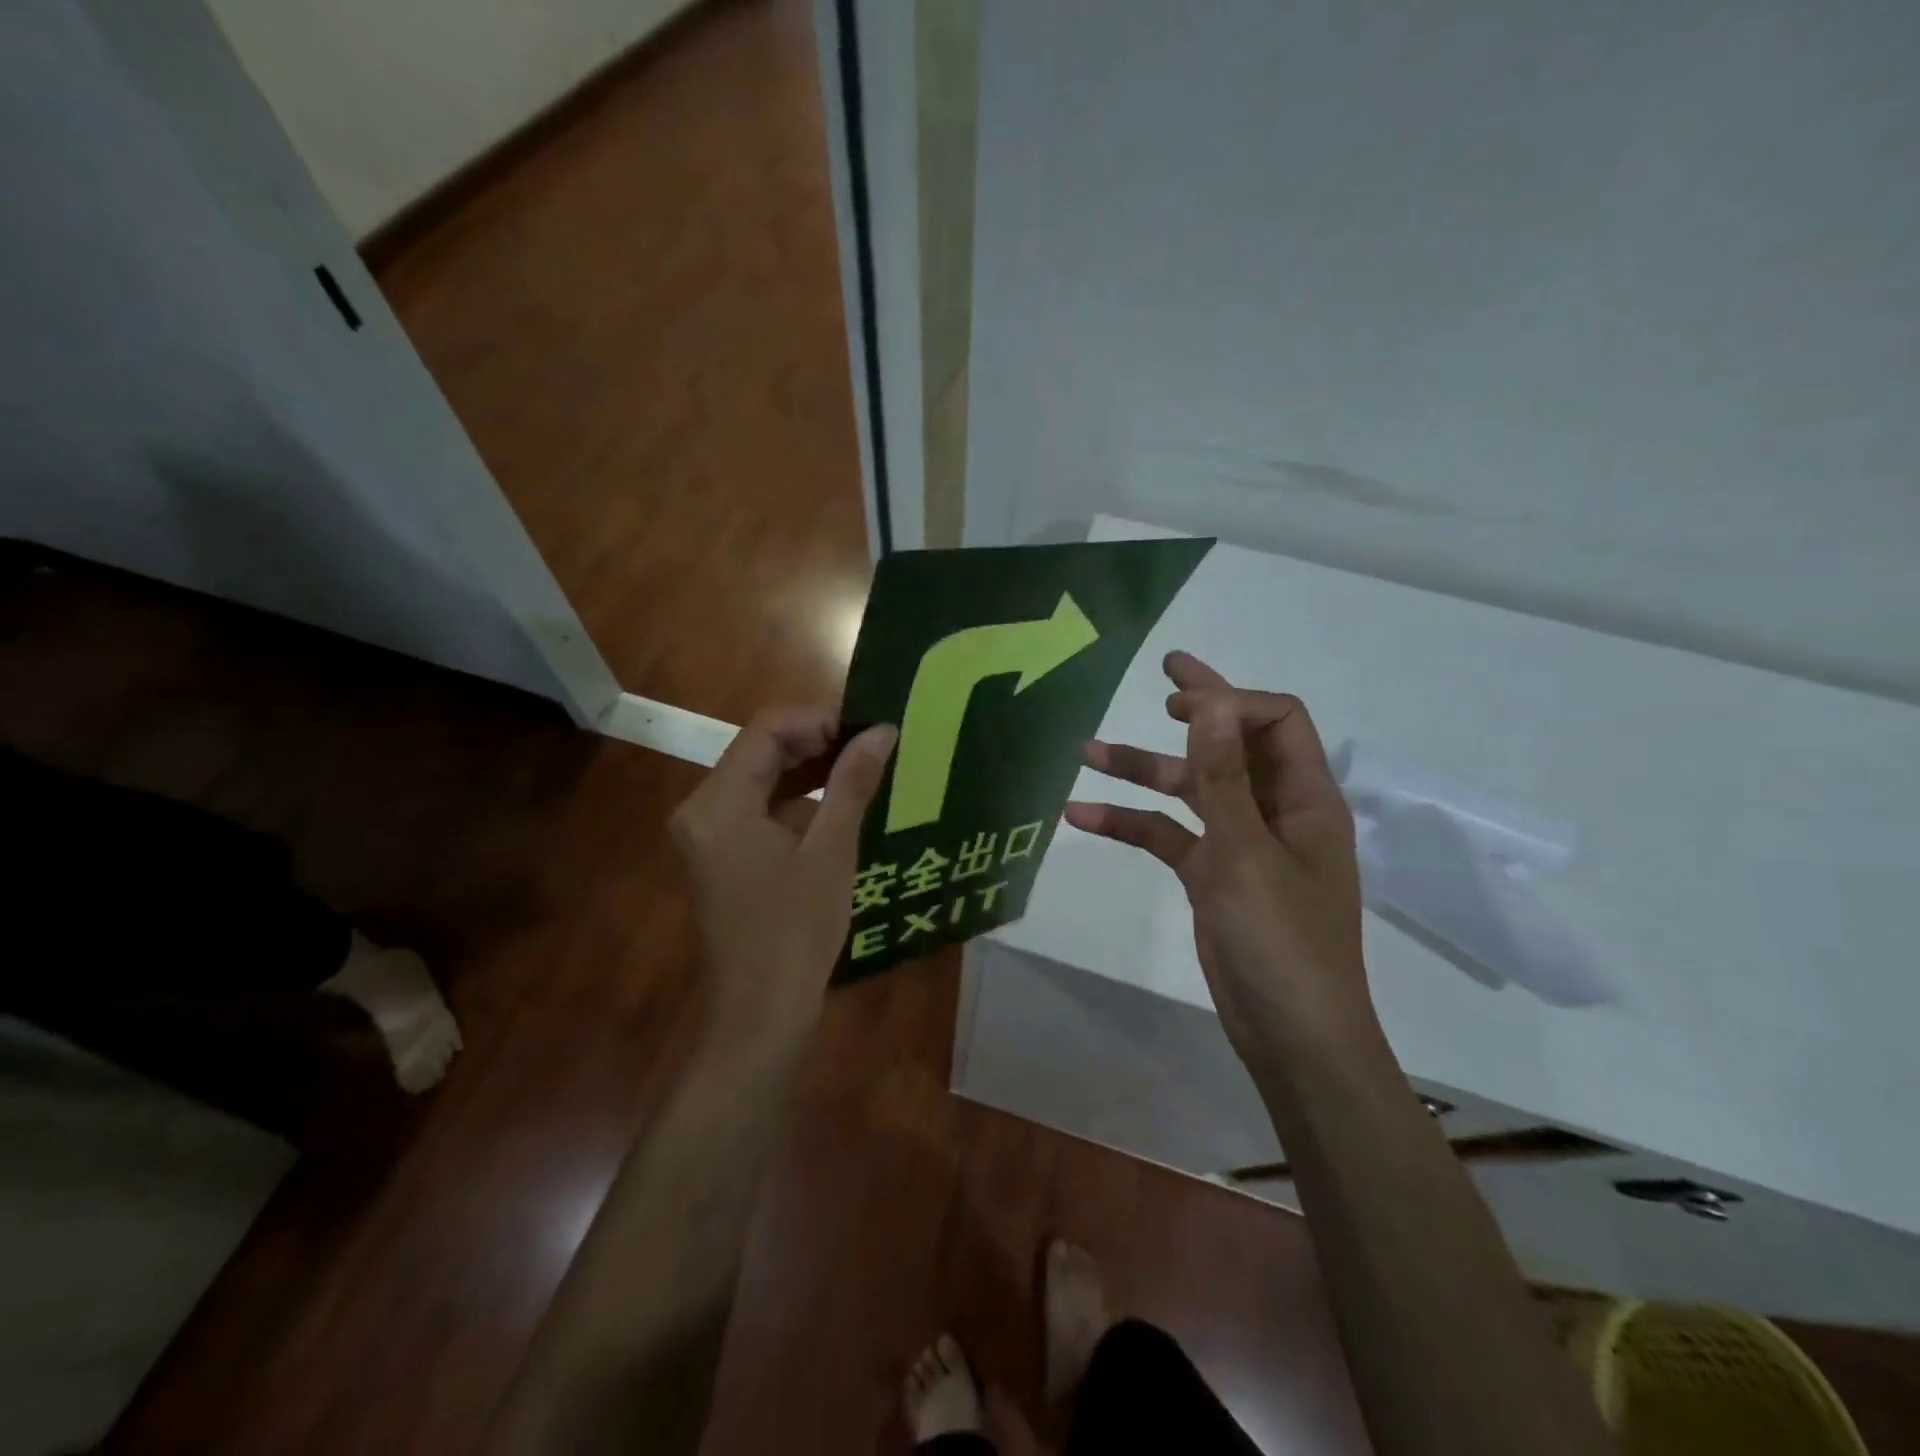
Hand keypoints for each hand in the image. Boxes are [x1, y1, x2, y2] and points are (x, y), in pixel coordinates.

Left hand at [670, 708, 896, 1041]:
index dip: (819, 719)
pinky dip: (796, 797)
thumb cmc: (797, 932)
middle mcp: (702, 808)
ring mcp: (708, 832)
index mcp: (719, 803)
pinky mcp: (721, 852)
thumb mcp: (831, 851)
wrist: (762, 1013)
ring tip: (864, 764)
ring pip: (760, 775)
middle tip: (872, 742)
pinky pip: (758, 806)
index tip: (868, 728)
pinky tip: (838, 799)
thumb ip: (852, 782)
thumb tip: (882, 730)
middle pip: (760, 749)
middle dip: (817, 740)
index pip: (766, 730)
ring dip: (809, 766)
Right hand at [1063, 652, 1376, 1063]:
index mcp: (1305, 798)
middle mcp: (1276, 812)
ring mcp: (1243, 845)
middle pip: (1233, 746)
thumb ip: (1223, 775)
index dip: (1228, 701)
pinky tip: (1081, 816)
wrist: (1291, 1037)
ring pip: (1191, 791)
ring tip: (1085, 751)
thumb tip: (1213, 699)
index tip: (1175, 702)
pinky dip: (1131, 824)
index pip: (1275, 721)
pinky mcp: (1213, 876)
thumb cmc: (1281, 940)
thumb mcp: (1245, 851)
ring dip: (1144, 771)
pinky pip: (1170, 836)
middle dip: (1195, 712)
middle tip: (1158, 677)